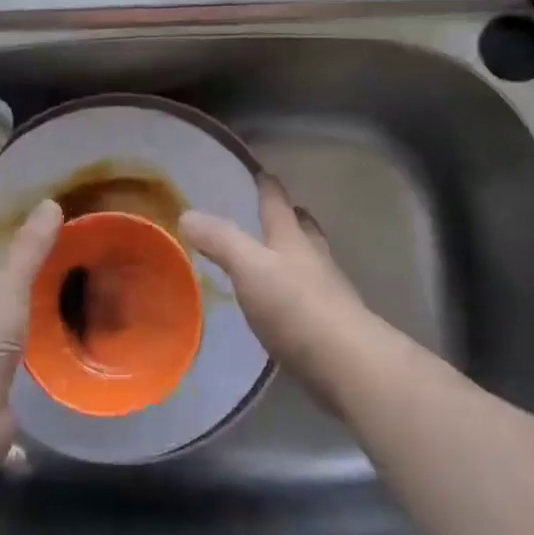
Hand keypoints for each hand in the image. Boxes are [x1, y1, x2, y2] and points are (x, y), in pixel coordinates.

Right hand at [181, 178, 373, 401]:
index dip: (267, 185)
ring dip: (294, 252)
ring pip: (309, 260)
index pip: (277, 201)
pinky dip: (295, 289)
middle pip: (302, 227)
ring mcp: (327, 290)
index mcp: (292, 237)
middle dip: (288, 217)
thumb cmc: (295, 306)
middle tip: (272, 212)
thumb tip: (186, 214)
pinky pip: (309, 295)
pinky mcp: (330, 323)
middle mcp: (313, 257)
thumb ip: (220, 240)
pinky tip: (281, 302)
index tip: (259, 172)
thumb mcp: (249, 267)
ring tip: (273, 255)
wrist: (346, 363)